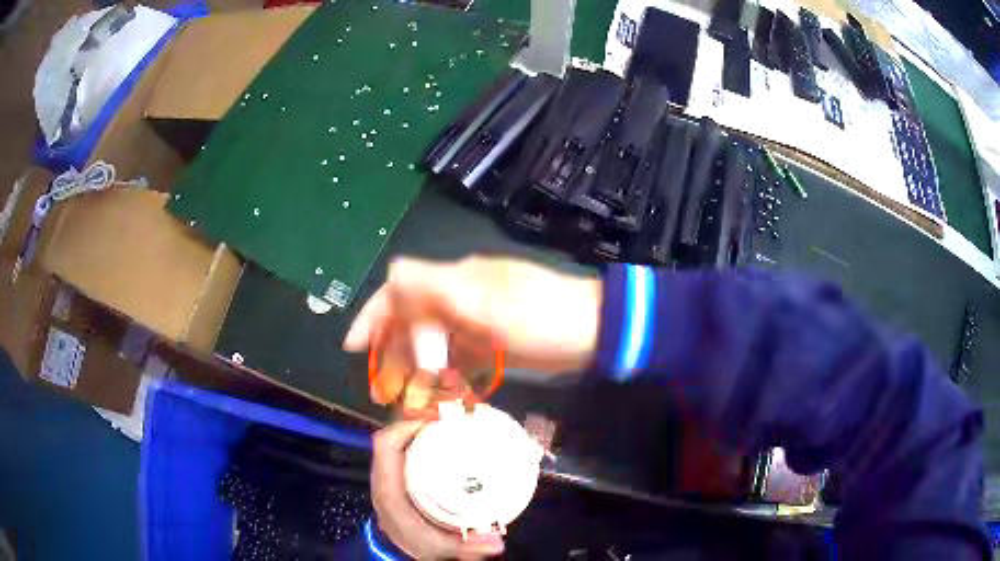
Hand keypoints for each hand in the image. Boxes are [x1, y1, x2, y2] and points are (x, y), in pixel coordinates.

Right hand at [344, 256, 601, 404]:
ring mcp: (477, 324)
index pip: (401, 290)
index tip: (354, 346)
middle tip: (384, 389)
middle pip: (414, 321)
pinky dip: (446, 377)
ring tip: (408, 399)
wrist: (594, 332)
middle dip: (394, 352)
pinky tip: (440, 396)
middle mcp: (461, 299)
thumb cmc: (541, 315)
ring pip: (434, 344)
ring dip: (418, 369)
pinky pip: (458, 360)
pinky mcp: (493, 345)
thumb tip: (390, 274)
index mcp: (456, 282)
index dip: (374, 315)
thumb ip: (435, 288)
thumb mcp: (486, 301)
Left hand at [372, 420, 505, 558]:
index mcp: (389, 489)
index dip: (406, 428)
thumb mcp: (440, 547)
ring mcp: (387, 478)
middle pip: (391, 438)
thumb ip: (467, 546)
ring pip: (394, 444)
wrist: (399, 552)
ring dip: (415, 433)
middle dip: (415, 425)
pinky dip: (416, 444)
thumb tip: (497, 542)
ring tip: (444, 430)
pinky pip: (400, 453)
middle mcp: (384, 478)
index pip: (386, 445)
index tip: (434, 423)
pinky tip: (439, 447)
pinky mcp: (394, 480)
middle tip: (446, 423)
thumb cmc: (416, 545)